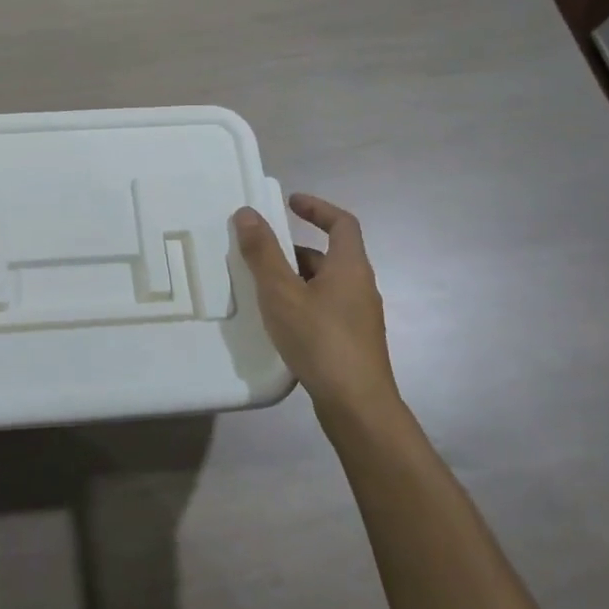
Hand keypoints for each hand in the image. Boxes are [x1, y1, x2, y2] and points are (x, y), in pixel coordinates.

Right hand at [233, 193, 399, 418]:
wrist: (356, 405)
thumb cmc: (320, 340)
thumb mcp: (281, 292)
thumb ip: (263, 252)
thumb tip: (247, 213)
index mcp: (350, 267)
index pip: (342, 223)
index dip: (317, 208)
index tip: (290, 203)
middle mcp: (360, 287)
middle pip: (329, 255)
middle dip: (294, 249)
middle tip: (260, 253)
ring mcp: (359, 317)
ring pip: (325, 285)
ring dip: (296, 279)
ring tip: (261, 289)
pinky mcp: (352, 342)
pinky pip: (324, 308)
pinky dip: (301, 303)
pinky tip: (279, 322)